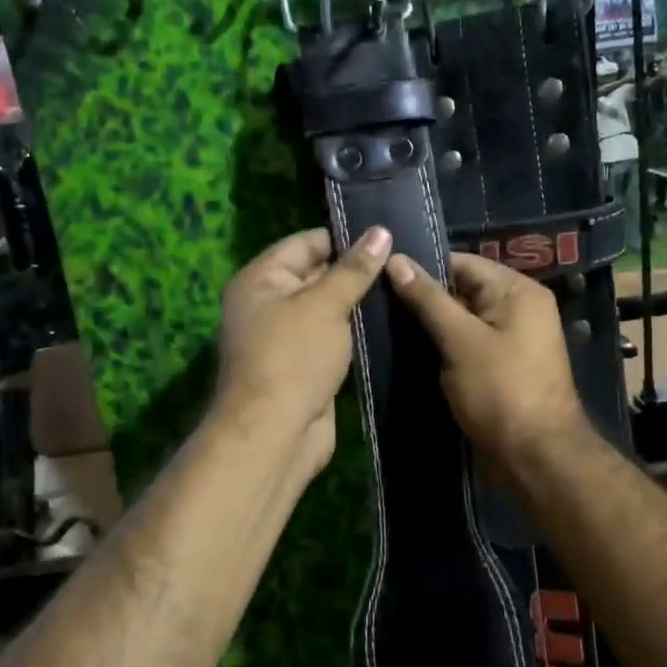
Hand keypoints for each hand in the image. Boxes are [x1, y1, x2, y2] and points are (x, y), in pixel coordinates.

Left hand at [213, 225, 392, 470]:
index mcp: (261, 279)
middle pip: (316, 275)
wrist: (276, 434)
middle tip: (405, 261)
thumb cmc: (294, 358)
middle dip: (356, 270)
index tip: (387, 235)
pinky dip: (356, 332)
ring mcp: (287, 337)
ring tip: (405, 287)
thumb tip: (381, 232)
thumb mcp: (325, 305)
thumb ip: (354, 269)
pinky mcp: (305, 365)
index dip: (344, 237)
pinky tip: (391, 323)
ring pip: (328, 309)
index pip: (305, 243)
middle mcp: (268, 303)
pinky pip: (333, 338)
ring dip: (360, 303)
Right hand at [386, 251, 589, 470]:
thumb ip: (428, 299)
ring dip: (429, 327)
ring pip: (461, 322)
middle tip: (375, 303)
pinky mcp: (501, 369)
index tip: (380, 275)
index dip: (422, 268)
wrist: (535, 458)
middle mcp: (519, 309)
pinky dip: (442, 349)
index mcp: (518, 291)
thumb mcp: (460, 340)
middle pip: (462, 291)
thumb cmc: (501, 391)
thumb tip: (395, 259)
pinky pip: (466, 347)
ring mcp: (511, 341)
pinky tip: (407, 353)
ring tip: (382, 326)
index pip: (462, 263)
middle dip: (423, 299)